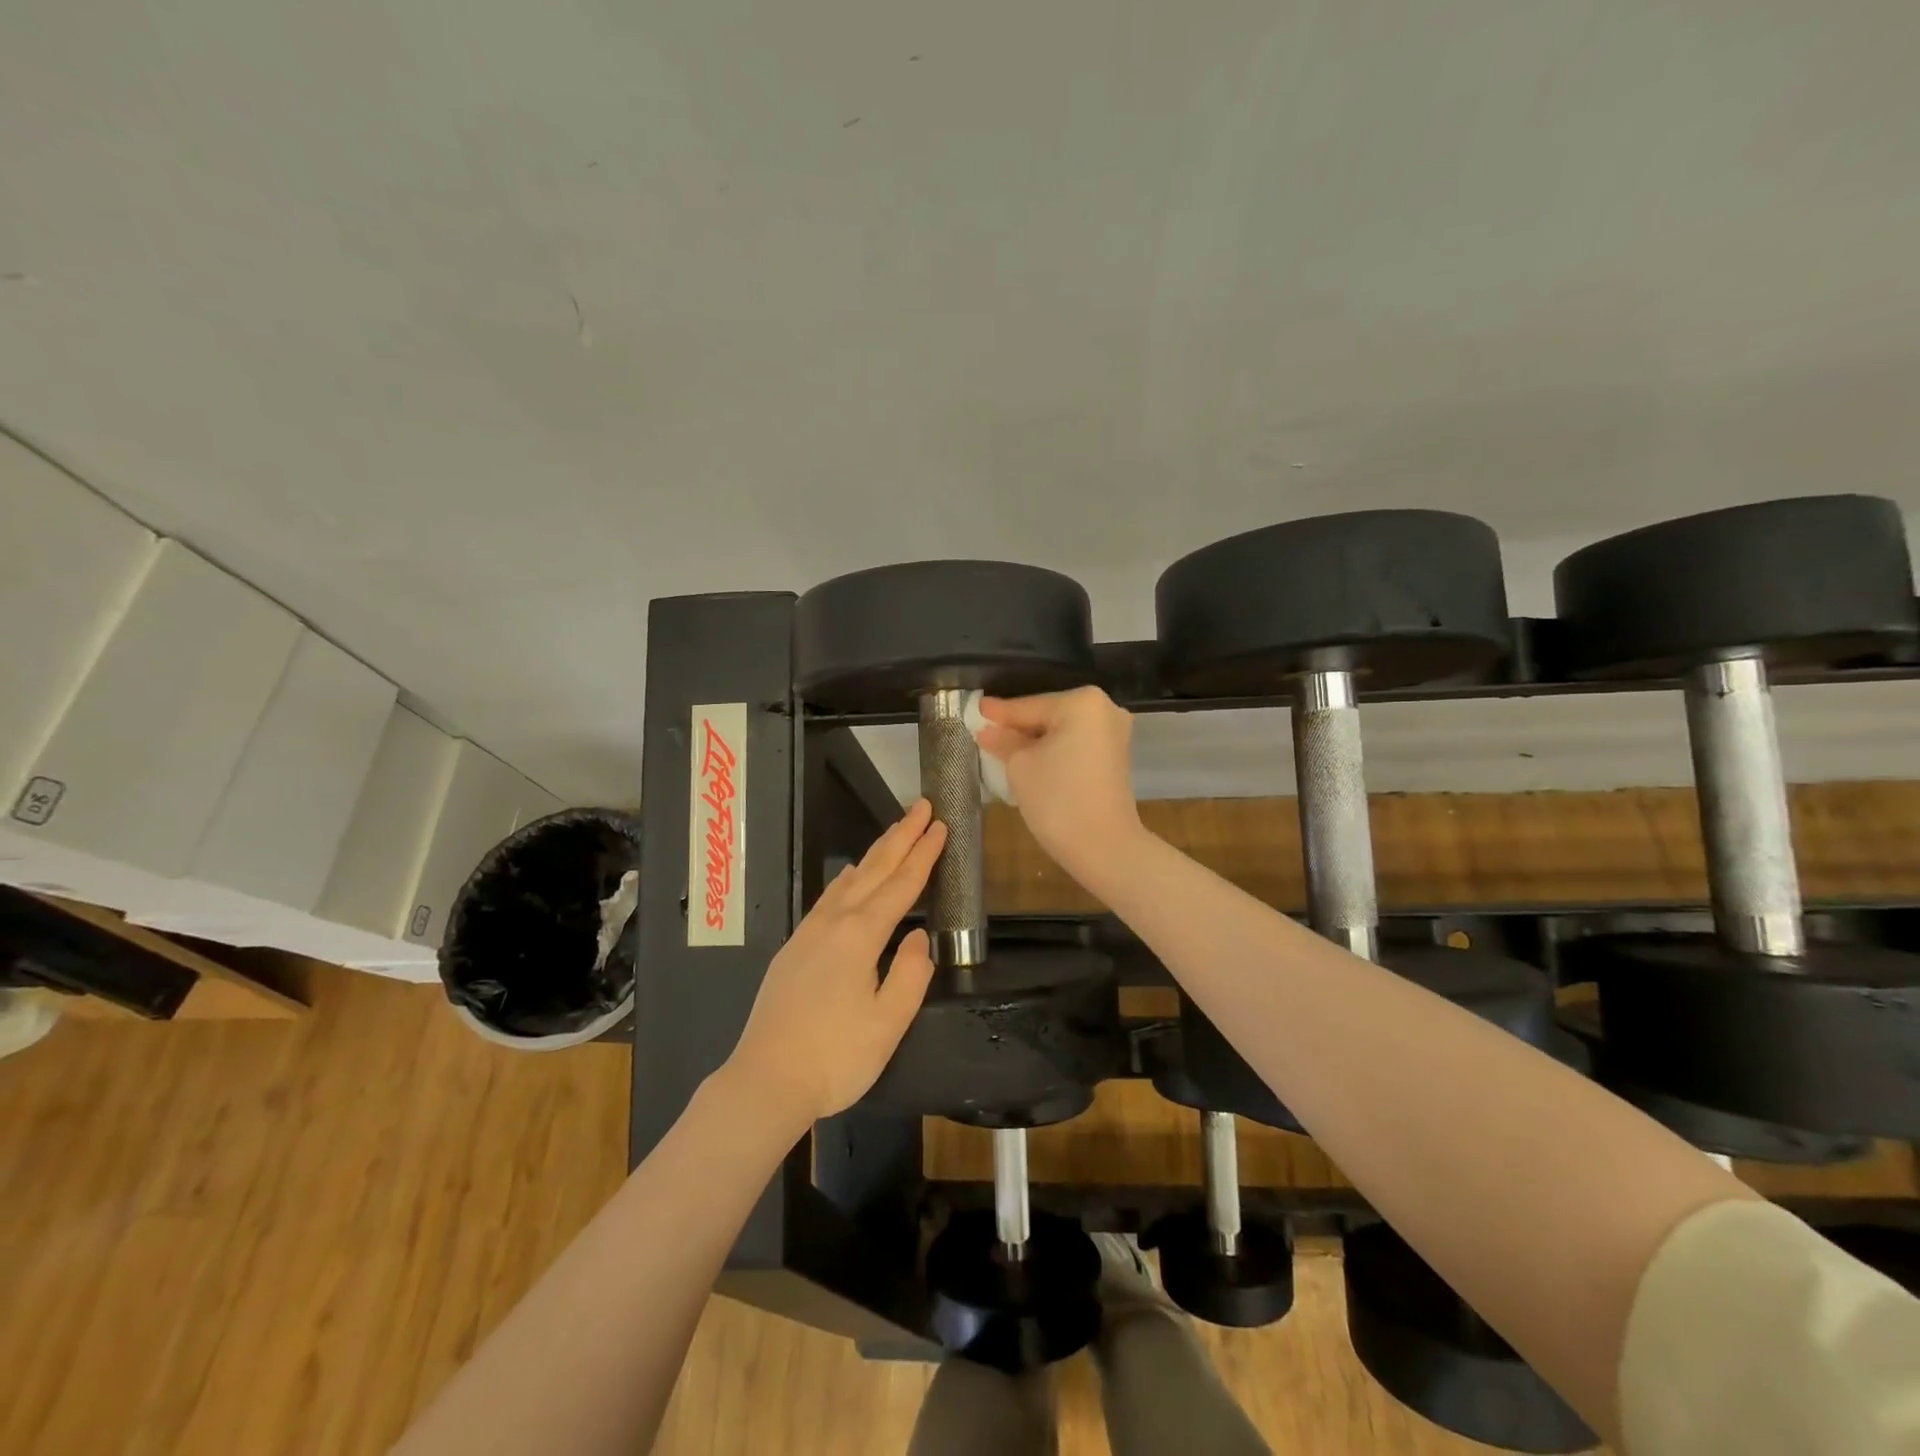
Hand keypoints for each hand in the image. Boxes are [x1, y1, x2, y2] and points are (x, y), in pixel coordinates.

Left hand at [724, 799, 946, 1125]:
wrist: (765, 1080)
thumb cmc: (835, 1057)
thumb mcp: (888, 1023)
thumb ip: (911, 975)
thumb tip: (917, 938)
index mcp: (860, 936)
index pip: (901, 885)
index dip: (923, 854)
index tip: (940, 825)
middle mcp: (833, 923)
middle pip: (874, 869)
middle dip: (901, 836)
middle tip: (922, 806)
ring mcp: (809, 933)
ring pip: (849, 879)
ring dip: (875, 853)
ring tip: (894, 831)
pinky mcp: (794, 948)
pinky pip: (828, 897)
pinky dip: (847, 878)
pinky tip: (849, 876)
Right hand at [976, 687, 1144, 889]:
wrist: (1104, 847)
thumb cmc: (1058, 799)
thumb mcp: (1020, 766)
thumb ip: (1003, 741)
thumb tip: (988, 731)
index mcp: (1081, 703)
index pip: (1028, 706)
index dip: (999, 713)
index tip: (976, 710)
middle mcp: (1105, 710)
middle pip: (1047, 715)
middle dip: (1018, 727)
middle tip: (986, 733)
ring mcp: (1114, 734)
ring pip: (1062, 731)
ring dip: (1035, 741)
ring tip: (1003, 748)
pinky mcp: (1116, 757)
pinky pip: (1075, 745)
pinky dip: (1054, 751)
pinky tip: (1031, 760)